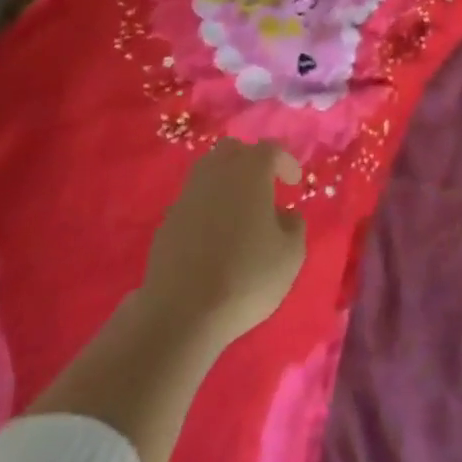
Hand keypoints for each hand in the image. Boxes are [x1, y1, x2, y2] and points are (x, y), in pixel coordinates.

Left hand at [141, 139, 306, 350]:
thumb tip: (284, 214)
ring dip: (227, 182)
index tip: (294, 182)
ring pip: (208, 171)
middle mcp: (215, 173)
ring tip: (240, 209)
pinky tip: (215, 235)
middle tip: (265, 186)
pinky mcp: (167, 221)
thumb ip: (294, 225)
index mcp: (249, 172)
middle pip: (234, 150)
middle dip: (251, 161)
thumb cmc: (247, 277)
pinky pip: (193, 200)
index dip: (285, 161)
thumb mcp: (290, 255)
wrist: (183, 312)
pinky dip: (207, 207)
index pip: (270, 149)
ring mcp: (187, 195)